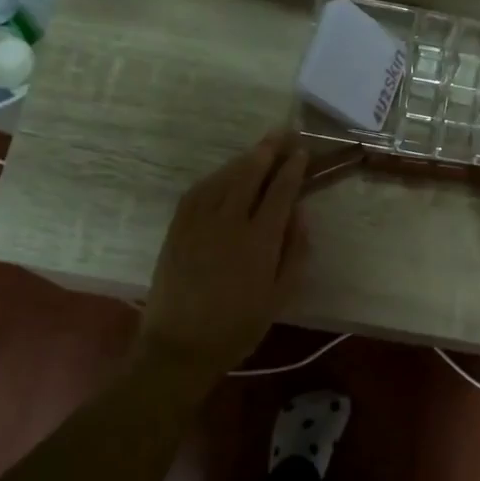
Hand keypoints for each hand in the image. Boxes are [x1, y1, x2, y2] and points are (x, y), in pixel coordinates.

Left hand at [139, 130, 307, 377]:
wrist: (180, 346)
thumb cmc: (238, 328)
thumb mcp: (280, 296)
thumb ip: (295, 252)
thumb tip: (300, 216)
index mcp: (260, 240)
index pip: (280, 191)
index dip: (292, 168)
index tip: (302, 153)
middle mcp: (229, 221)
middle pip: (250, 173)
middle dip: (268, 150)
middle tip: (282, 133)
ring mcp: (198, 222)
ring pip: (224, 177)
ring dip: (243, 159)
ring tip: (258, 149)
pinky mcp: (177, 228)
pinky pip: (198, 191)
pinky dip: (216, 177)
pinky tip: (225, 174)